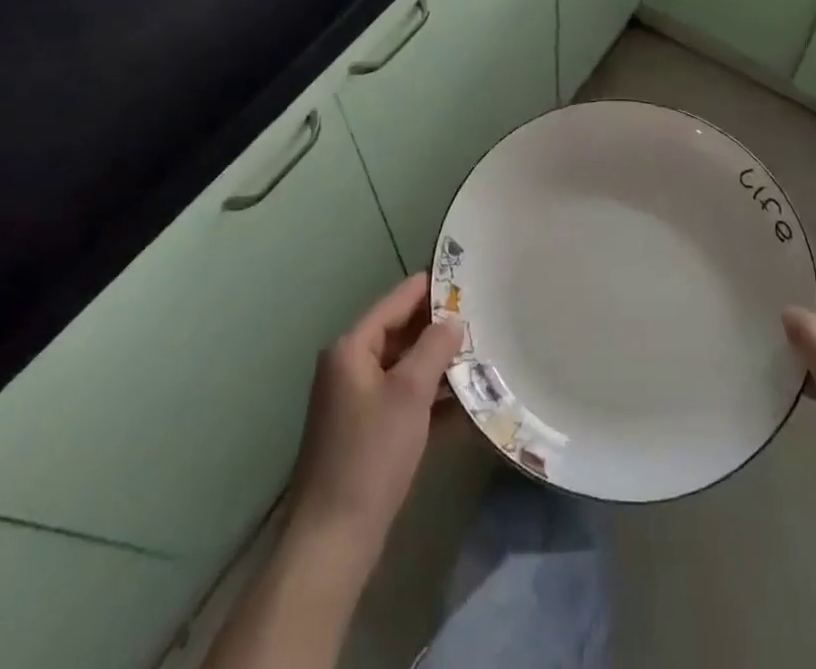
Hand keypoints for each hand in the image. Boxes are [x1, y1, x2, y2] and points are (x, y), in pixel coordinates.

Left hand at [288, 273, 462, 557]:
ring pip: (404, 368)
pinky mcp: (367, 433)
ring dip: (438, 364)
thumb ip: (434, 348)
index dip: (428, 289)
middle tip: (480, 316)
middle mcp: (349, 368)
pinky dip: (431, 397)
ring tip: (481, 353)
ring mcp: (357, 402)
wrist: (334, 540)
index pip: (395, 303)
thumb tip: (453, 321)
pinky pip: (404, 399)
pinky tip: (467, 401)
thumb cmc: (371, 454)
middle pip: (399, 334)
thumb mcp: (409, 393)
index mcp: (351, 349)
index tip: (463, 275)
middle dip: (438, 328)